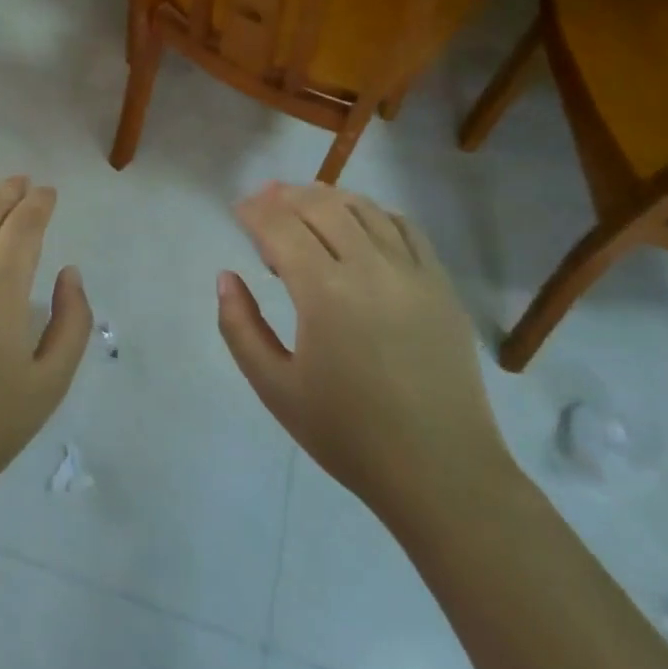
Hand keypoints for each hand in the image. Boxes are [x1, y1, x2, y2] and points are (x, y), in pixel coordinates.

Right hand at [216, 182, 512, 517]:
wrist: (441, 472)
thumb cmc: (349, 435)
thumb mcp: (275, 388)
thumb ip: (240, 327)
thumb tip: (226, 277)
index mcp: (326, 293)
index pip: (281, 227)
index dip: (255, 212)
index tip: (238, 212)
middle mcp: (371, 268)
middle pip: (322, 206)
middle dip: (285, 197)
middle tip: (263, 204)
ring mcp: (412, 272)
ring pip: (364, 209)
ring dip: (327, 198)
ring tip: (303, 207)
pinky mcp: (441, 285)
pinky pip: (404, 227)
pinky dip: (373, 214)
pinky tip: (358, 226)